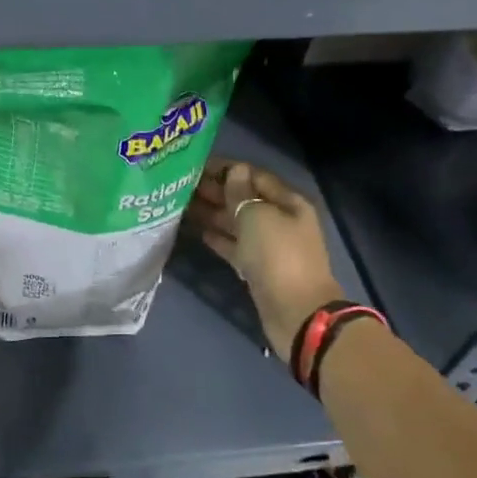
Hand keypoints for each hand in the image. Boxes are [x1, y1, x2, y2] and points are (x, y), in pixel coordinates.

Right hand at [186, 159, 344, 359]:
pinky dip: (218, 237)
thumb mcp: (257, 216)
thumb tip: (235, 171)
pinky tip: (197, 231)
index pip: (254, 176)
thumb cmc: (278, 256)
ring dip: (212, 213)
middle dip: (216, 190)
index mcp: (288, 202)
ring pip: (237, 223)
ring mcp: (269, 246)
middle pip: (244, 199)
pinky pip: (235, 246)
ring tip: (181, 204)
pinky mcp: (257, 268)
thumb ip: (241, 193)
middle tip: (181, 184)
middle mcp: (280, 220)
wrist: (295, 312)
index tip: (195, 165)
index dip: (227, 168)